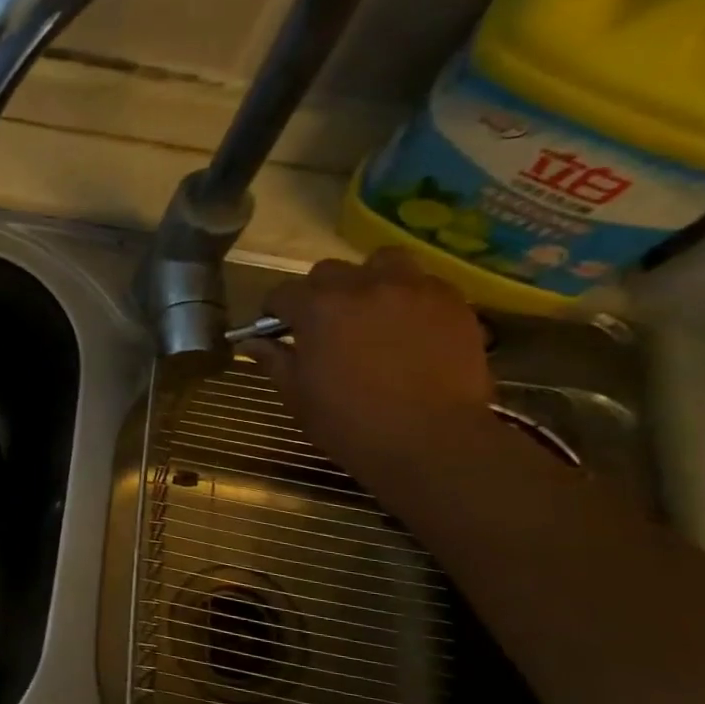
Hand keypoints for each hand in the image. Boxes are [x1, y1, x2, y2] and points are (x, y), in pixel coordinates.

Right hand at [245, 248, 495, 489]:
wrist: (432, 441)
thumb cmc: (350, 423)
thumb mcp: (298, 396)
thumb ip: (274, 360)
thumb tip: (252, 343)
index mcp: (317, 308)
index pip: (282, 293)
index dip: (274, 311)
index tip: (276, 330)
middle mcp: (362, 286)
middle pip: (329, 271)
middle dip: (319, 293)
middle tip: (323, 324)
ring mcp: (412, 289)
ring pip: (382, 262)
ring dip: (369, 280)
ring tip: (371, 310)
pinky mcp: (452, 302)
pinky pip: (424, 284)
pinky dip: (409, 297)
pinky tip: (409, 327)